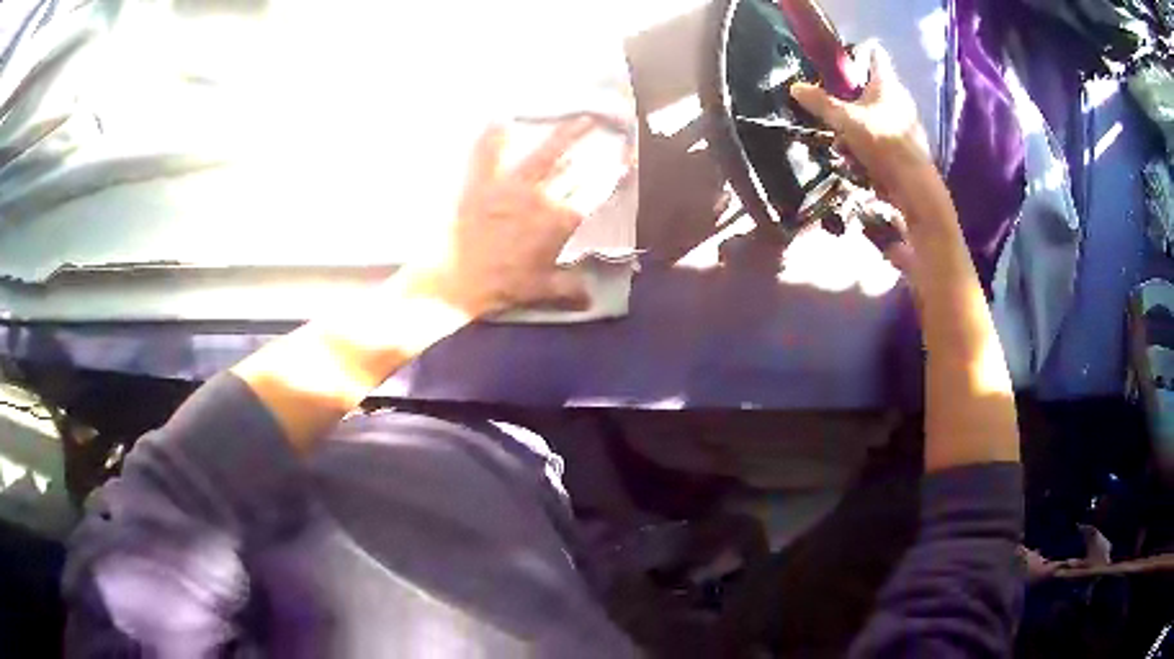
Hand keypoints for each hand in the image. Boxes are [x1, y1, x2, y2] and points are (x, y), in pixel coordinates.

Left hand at [403, 116, 625, 318]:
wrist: (458, 284)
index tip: (627, 163)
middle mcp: (540, 199)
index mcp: (558, 223)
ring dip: (562, 137)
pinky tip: (498, 121)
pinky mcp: (481, 187)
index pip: (592, 200)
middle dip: (594, 151)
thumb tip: (591, 296)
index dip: (612, 181)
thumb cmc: (503, 288)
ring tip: (580, 119)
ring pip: (541, 157)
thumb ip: (570, 289)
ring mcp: (509, 189)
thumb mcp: (541, 290)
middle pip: (573, 171)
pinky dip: (490, 140)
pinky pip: (486, 158)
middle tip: (608, 129)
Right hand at [790, 43, 935, 218]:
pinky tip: (856, 163)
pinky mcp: (904, 147)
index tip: (836, 62)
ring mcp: (903, 123)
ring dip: (853, 130)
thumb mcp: (845, 121)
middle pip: (867, 90)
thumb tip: (795, 87)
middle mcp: (898, 98)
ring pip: (870, 117)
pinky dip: (865, 147)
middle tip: (831, 115)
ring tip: (841, 147)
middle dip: (846, 102)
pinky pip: (878, 138)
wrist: (914, 187)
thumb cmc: (882, 143)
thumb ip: (820, 103)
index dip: (855, 52)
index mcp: (887, 83)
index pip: (874, 54)